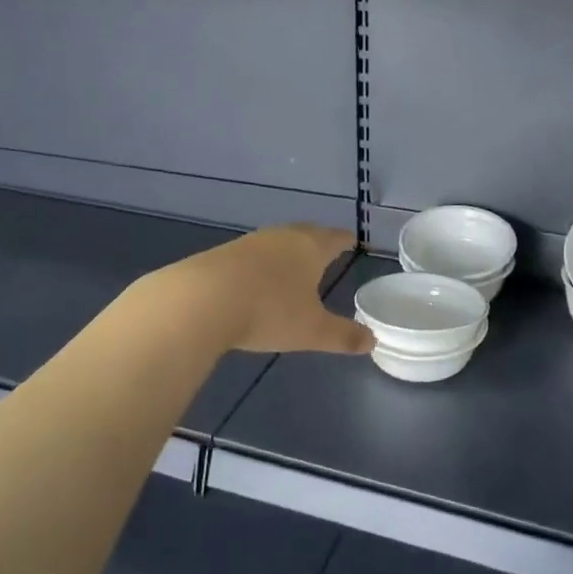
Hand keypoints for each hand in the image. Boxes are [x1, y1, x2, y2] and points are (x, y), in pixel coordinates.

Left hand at [175, 225, 372, 354]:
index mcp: (310, 247)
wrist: (200, 301)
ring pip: (276, 241)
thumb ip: (343, 336)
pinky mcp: (221, 254)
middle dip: (317, 241)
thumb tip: (372, 340)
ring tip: (293, 264)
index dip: (345, 240)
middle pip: (305, 233)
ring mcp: (249, 243)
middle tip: (326, 249)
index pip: (335, 238)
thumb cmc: (269, 311)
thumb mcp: (312, 331)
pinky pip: (251, 255)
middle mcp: (281, 236)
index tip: (352, 241)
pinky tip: (256, 279)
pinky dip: (261, 264)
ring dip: (287, 251)